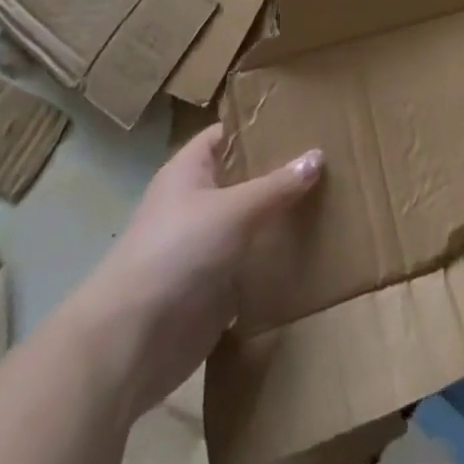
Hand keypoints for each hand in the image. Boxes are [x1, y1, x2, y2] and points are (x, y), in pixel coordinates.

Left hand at [68, 125, 321, 414]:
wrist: (129, 345)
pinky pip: (253, 265)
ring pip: (252, 222)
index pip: (228, 134)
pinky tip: (316, 250)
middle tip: (332, 157)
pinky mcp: (214, 289)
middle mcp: (196, 203)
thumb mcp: (234, 210)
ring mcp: (204, 248)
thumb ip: (277, 185)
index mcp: (189, 171)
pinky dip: (277, 260)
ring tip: (334, 199)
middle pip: (245, 178)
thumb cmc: (176, 253)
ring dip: (283, 217)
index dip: (261, 126)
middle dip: (282, 171)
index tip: (304, 118)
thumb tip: (318, 156)